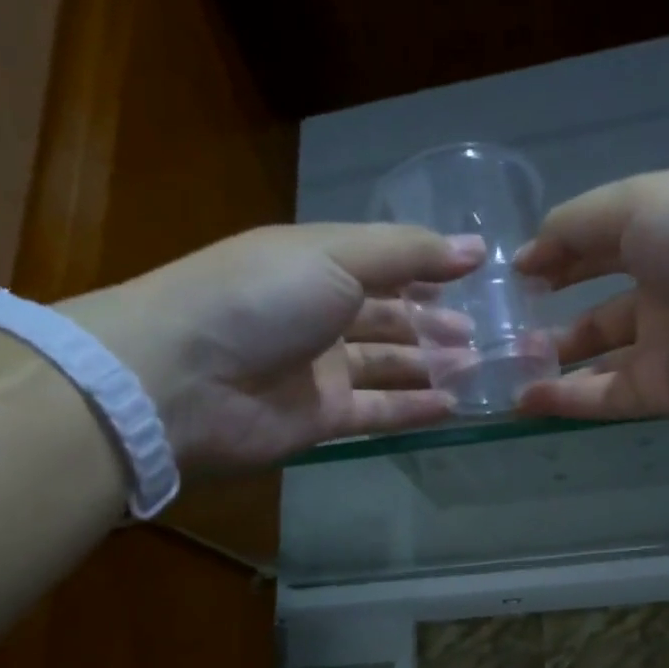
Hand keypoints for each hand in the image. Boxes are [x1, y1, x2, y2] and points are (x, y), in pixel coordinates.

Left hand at [61, 223, 484, 467]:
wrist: (180, 379)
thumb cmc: (259, 298)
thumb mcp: (337, 255)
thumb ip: (408, 253)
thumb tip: (475, 248)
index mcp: (316, 263)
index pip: (384, 264)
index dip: (428, 269)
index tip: (479, 277)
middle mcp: (318, 314)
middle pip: (389, 317)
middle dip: (436, 322)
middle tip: (487, 332)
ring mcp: (318, 370)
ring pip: (388, 365)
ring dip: (432, 365)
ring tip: (481, 367)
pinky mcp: (320, 419)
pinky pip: (377, 411)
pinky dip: (413, 409)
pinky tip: (452, 406)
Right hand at [514, 168, 668, 423]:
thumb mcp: (640, 204)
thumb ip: (577, 227)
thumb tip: (526, 255)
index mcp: (662, 233)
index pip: (597, 245)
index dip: (556, 256)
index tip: (512, 275)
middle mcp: (662, 289)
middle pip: (596, 306)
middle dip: (550, 315)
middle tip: (500, 330)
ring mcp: (664, 345)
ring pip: (596, 357)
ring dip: (552, 362)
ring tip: (502, 368)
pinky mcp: (667, 393)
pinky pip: (606, 397)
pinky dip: (566, 400)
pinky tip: (524, 399)